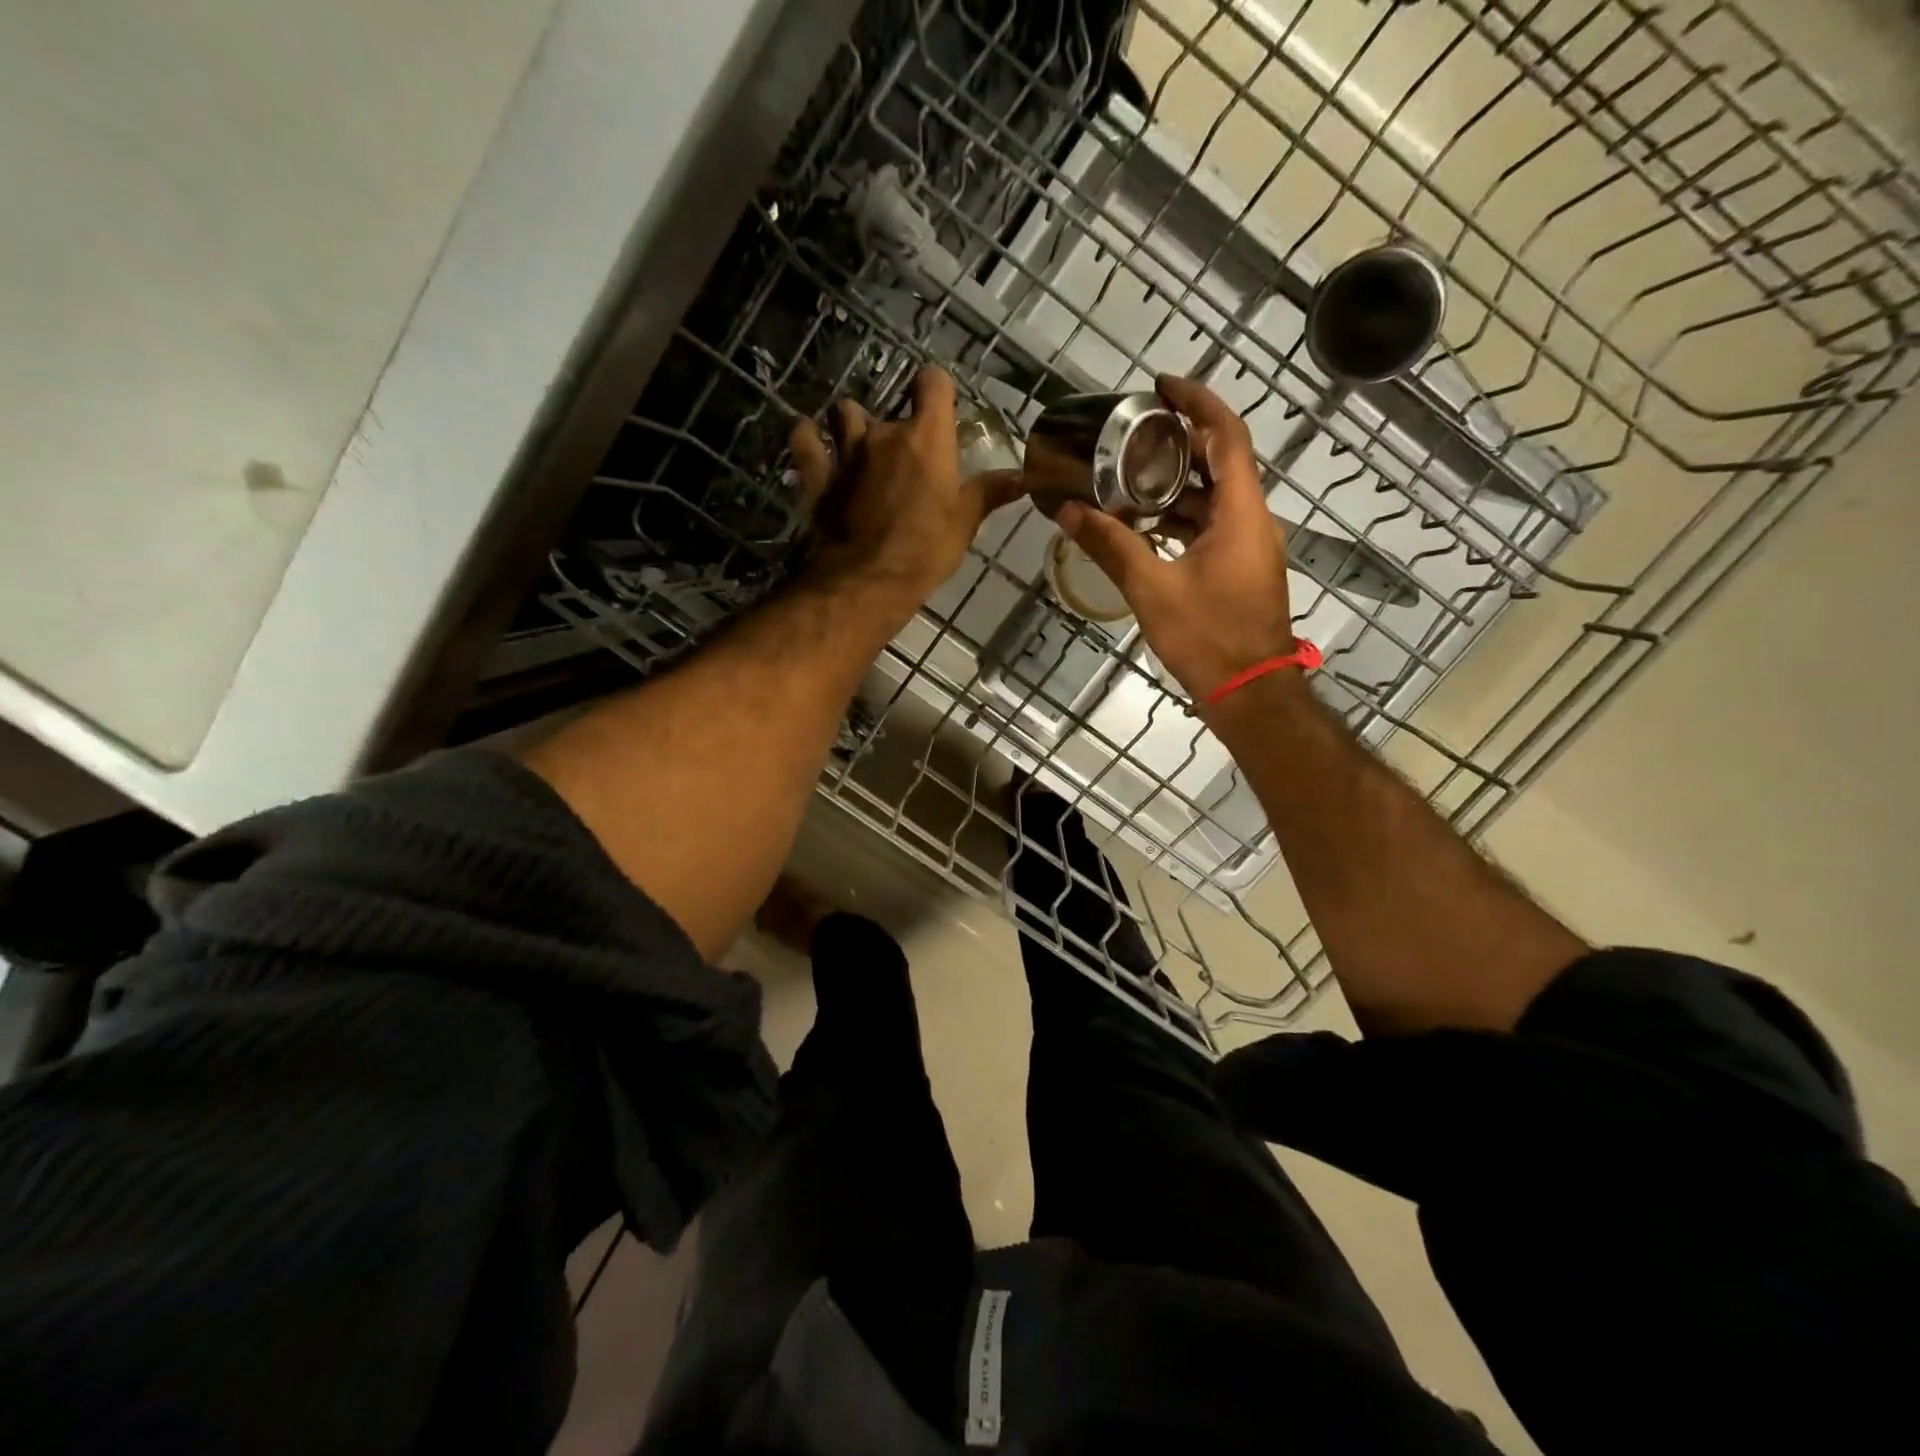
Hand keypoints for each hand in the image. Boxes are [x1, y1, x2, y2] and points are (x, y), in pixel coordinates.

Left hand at [791, 366, 1023, 623]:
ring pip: (845, 413)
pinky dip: (808, 438)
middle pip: (890, 406)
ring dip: (852, 423)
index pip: (932, 382)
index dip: (935, 389)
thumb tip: (1024, 477)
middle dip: (897, 425)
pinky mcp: (818, 475)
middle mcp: (885, 433)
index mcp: (927, 437)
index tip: (940, 408)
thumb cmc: (925, 550)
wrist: (868, 580)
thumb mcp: (965, 522)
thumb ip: (990, 492)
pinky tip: (812, 442)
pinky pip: (806, 440)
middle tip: (905, 456)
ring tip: (859, 444)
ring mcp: (847, 451)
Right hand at [1056, 374, 1294, 703]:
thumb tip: (1068, 512)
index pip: (1227, 436)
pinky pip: (1213, 525)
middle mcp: (1253, 519)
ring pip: (1216, 496)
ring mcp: (1250, 545)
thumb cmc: (1207, 637)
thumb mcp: (1152, 590)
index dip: (1197, 402)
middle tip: (1132, 433)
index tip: (1160, 386)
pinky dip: (1182, 516)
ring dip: (1177, 483)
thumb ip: (1111, 546)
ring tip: (1128, 474)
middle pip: (1221, 461)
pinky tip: (1145, 524)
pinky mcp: (1242, 568)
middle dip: (1179, 441)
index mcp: (1241, 512)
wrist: (1250, 692)